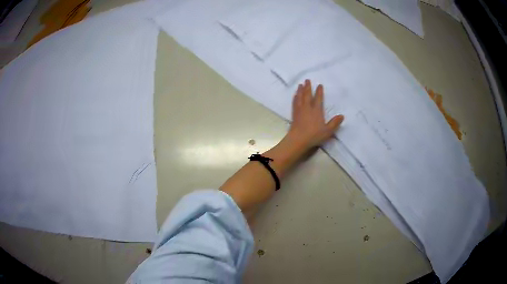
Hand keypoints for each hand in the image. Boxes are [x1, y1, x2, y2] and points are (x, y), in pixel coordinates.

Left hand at [287, 79, 343, 150]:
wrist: (298, 140)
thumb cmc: (314, 135)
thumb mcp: (328, 131)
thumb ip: (334, 123)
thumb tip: (342, 115)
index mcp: (317, 111)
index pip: (318, 99)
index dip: (319, 92)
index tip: (319, 85)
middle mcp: (307, 108)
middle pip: (307, 95)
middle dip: (308, 87)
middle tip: (307, 80)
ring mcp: (300, 111)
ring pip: (300, 98)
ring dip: (300, 90)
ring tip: (300, 85)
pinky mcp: (294, 115)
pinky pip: (294, 103)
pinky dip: (295, 98)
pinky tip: (295, 96)